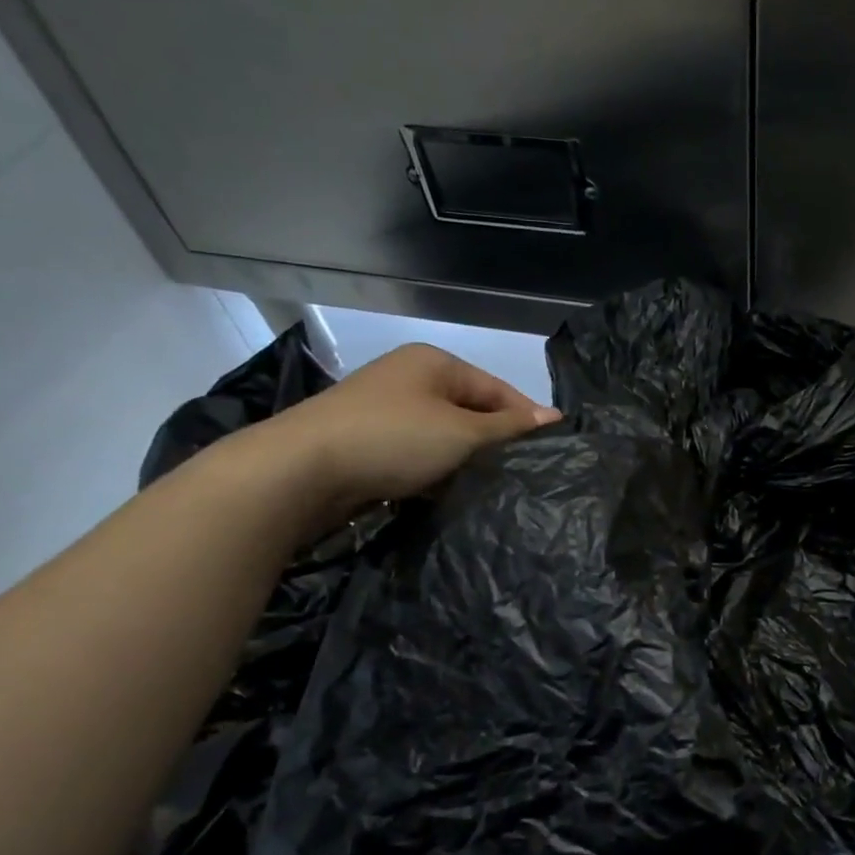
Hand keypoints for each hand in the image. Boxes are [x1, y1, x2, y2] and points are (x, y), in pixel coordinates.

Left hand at [238, 343, 556, 526]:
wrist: (300, 471)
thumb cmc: (393, 439)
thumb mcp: (463, 432)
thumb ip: (510, 426)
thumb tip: (554, 417)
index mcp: (434, 363)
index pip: (496, 389)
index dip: (526, 417)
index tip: (553, 449)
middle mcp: (409, 379)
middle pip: (470, 411)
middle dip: (495, 442)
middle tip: (523, 473)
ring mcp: (384, 410)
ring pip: (444, 435)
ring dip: (464, 460)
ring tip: (491, 487)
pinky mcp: (367, 443)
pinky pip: (417, 454)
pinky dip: (435, 471)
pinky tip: (449, 492)